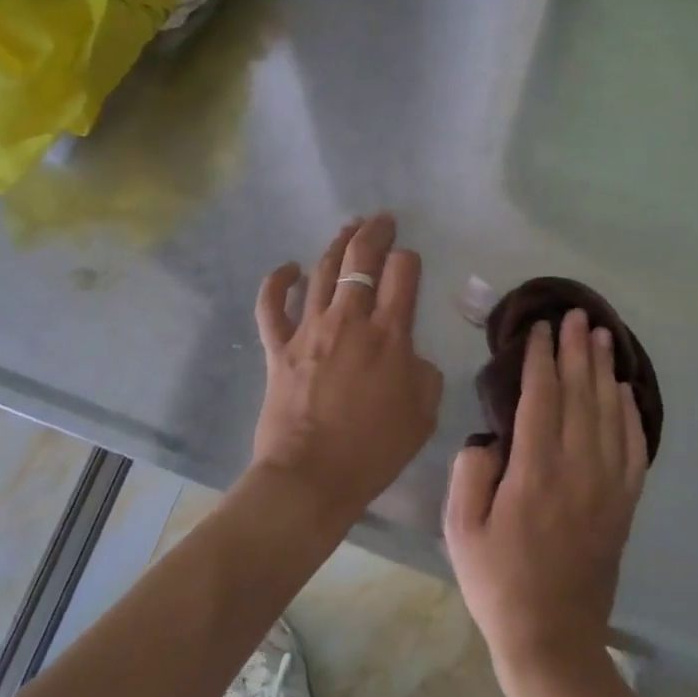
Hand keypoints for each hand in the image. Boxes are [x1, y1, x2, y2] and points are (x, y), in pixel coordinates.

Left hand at [251, 214, 443, 527]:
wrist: (311, 477)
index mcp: (389, 334)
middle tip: (382, 219)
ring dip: (337, 245)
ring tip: (349, 228)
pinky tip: (288, 268)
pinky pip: (272, 305)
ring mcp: (309, 329)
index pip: (402, 273)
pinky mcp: (278, 346)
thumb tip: (409, 355)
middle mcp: (349, 320)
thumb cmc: (374, 449)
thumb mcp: (423, 413)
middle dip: (375, 233)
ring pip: (322, 271)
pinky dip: (278, 282)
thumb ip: (424, 373)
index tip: (409, 262)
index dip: (408, 260)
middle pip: (361, 259)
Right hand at [444, 309, 648, 680]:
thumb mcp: (461, 529)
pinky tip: (624, 390)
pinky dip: (629, 412)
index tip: (541, 329)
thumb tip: (490, 437)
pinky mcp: (624, 503)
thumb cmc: (498, 581)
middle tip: (576, 315)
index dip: (542, 358)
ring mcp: (607, 485)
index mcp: (535, 471)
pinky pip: (632, 446)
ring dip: (604, 370)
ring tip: (602, 336)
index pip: (541, 397)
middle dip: (576, 350)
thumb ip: (471, 472)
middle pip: (580, 394)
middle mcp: (577, 468)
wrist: (552, 638)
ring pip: (608, 412)